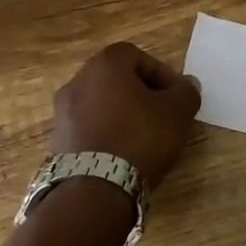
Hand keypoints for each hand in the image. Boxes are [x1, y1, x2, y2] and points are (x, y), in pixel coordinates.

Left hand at [52, 42, 201, 186]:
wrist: (95, 189)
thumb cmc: (140, 138)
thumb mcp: (177, 112)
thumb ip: (186, 92)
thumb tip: (187, 84)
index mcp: (104, 65)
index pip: (137, 56)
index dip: (161, 73)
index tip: (175, 97)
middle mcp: (78, 80)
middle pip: (116, 78)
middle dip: (142, 93)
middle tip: (162, 115)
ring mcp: (63, 111)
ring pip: (102, 103)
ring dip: (123, 114)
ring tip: (143, 138)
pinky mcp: (58, 139)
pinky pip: (89, 126)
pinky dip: (106, 132)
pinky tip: (122, 153)